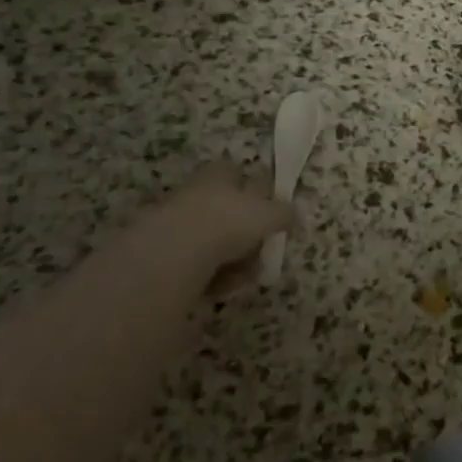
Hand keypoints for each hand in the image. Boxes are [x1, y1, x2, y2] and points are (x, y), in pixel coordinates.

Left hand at [160, 162, 293, 294]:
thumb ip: (284, 213)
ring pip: (214, 243)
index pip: (236, 174)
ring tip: (241, 277)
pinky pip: (197, 266)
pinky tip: (218, 288)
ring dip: (232, 261)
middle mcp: (196, 193)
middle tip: (260, 255)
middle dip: (247, 237)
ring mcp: (177, 224)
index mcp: (218, 174)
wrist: (173, 255)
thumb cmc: (226, 222)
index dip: (254, 193)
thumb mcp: (267, 215)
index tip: (269, 217)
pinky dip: (211, 278)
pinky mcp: (164, 257)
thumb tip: (297, 213)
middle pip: (227, 213)